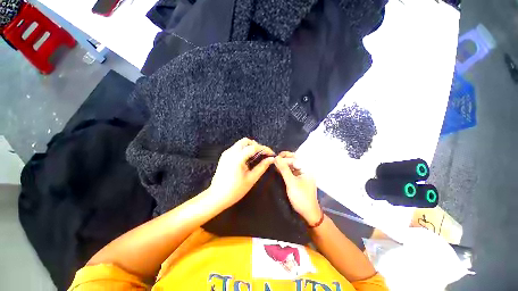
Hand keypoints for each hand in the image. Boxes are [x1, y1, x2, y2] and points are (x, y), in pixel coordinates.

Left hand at [209, 138, 274, 208]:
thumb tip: (271, 159)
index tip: (271, 154)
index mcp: (238, 158)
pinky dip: (243, 149)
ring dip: (250, 147)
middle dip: (256, 145)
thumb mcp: (251, 179)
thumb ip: (262, 167)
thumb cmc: (235, 190)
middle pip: (246, 141)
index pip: (254, 147)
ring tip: (256, 156)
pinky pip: (236, 148)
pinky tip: (247, 159)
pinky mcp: (224, 156)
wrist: (217, 197)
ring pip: (240, 143)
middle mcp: (231, 152)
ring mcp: (226, 153)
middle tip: (262, 154)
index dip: (264, 149)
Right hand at [274, 152, 321, 224]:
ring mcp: (302, 175)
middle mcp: (305, 170)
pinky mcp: (298, 180)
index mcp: (306, 169)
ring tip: (275, 163)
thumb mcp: (291, 182)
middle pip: (294, 160)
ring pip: (292, 165)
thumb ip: (284, 169)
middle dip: (285, 158)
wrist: (308, 213)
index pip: (295, 158)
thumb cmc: (301, 197)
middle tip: (275, 158)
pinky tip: (278, 169)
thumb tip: (276, 158)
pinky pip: (291, 171)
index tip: (275, 158)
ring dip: (284, 163)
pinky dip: (285, 169)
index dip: (285, 157)